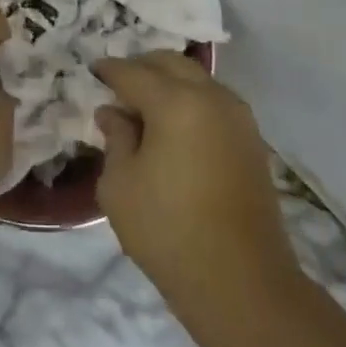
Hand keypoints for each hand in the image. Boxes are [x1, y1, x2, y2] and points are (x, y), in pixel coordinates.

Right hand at [94, 52, 296, 302]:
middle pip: (170, 63)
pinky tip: (174, 127)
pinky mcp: (252, 141)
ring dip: (169, 82)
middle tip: (118, 85)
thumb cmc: (168, 231)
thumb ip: (115, 138)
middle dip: (142, 67)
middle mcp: (211, 97)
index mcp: (175, 102)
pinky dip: (191, 101)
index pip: (132, 73)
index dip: (109, 70)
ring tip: (145, 107)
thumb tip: (114, 113)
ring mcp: (238, 118)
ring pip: (197, 79)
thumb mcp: (120, 185)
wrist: (242, 282)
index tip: (93, 71)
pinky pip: (214, 102)